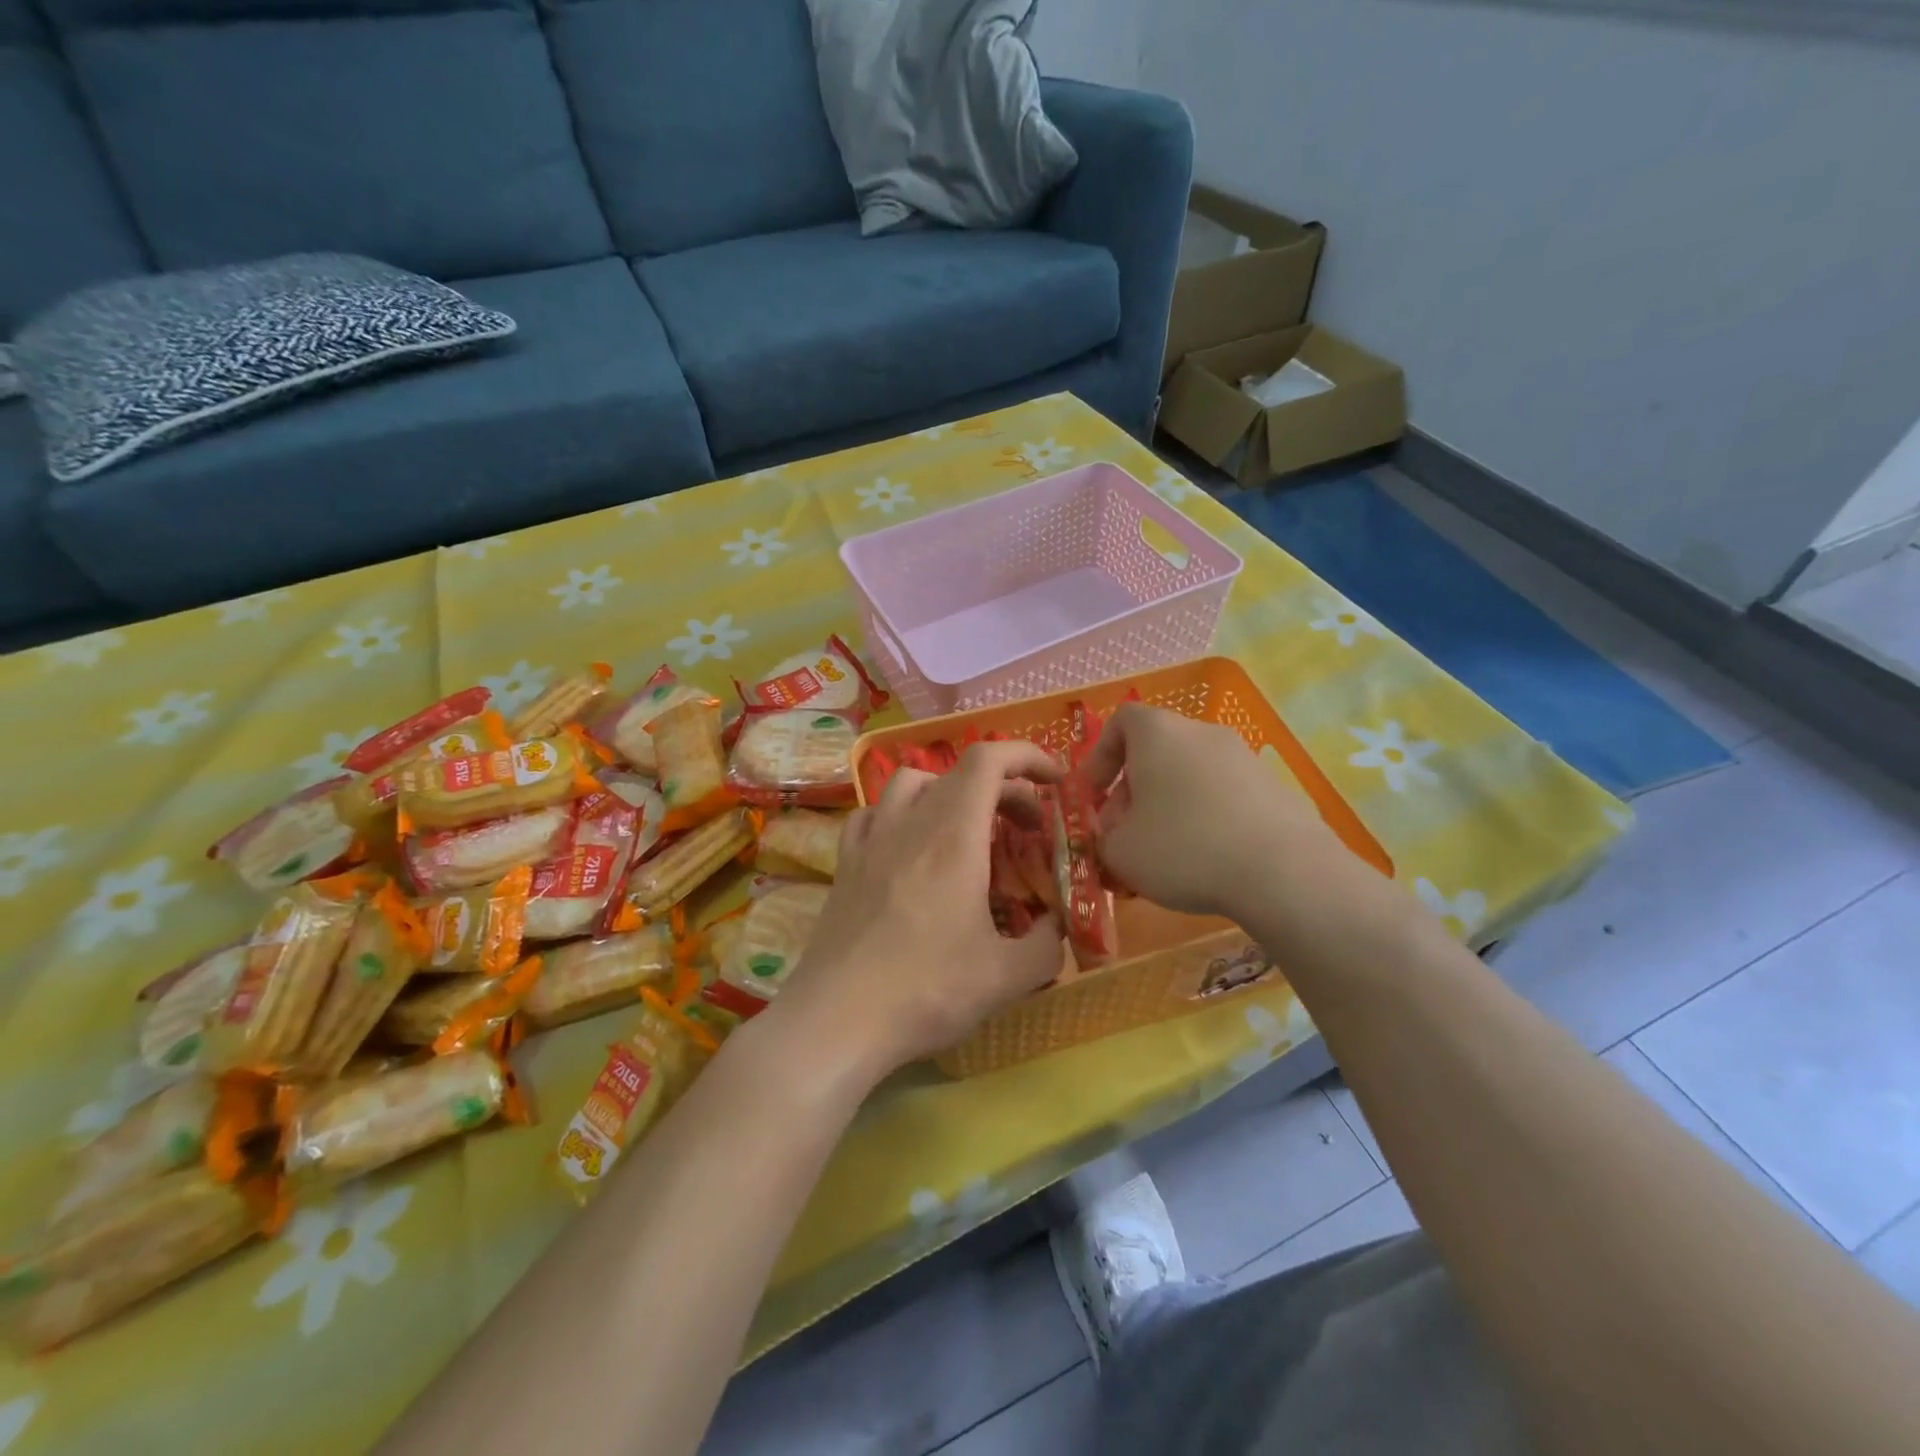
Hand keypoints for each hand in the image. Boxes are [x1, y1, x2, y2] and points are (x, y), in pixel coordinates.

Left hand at [767, 741, 1066, 1079]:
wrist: (837, 1019)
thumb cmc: (927, 990)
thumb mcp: (1008, 976)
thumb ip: (1048, 944)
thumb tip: (1057, 927)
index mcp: (955, 836)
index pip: (989, 760)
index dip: (1027, 756)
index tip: (1054, 781)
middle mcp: (910, 823)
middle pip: (959, 773)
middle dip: (1005, 789)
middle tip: (1028, 829)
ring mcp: (871, 840)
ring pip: (911, 783)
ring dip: (949, 791)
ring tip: (967, 827)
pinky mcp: (844, 864)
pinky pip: (873, 814)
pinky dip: (900, 814)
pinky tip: (907, 846)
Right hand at [1086, 703, 1336, 918]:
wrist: (1284, 871)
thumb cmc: (1183, 847)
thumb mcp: (1120, 851)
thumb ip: (1102, 838)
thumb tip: (1112, 834)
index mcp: (1158, 732)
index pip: (1120, 722)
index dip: (1100, 757)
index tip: (1094, 796)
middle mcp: (1201, 732)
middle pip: (1155, 752)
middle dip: (1132, 792)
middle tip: (1124, 836)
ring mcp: (1243, 757)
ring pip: (1189, 776)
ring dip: (1169, 807)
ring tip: (1164, 854)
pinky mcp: (1274, 787)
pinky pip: (1223, 796)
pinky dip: (1206, 819)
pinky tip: (1207, 859)